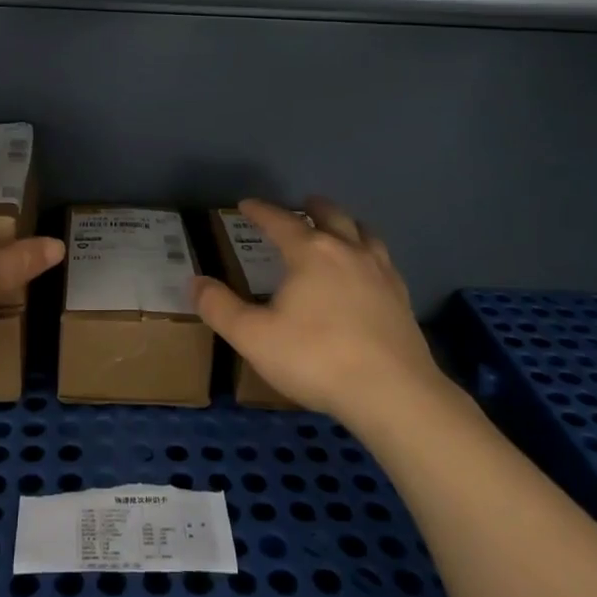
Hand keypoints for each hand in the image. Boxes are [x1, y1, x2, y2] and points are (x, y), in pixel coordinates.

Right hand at [192, 197, 443, 425]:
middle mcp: (347, 251)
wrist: (392, 392)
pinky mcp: (401, 298)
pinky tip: (368, 270)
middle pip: (330, 216)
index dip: (260, 211)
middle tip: (302, 204)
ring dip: (346, 224)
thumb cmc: (316, 359)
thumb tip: (195, 282)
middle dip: (312, 208)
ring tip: (340, 227)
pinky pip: (383, 260)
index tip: (246, 204)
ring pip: (364, 233)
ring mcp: (380, 273)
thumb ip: (220, 308)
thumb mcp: (254, 337)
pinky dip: (370, 252)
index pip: (280, 221)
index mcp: (310, 253)